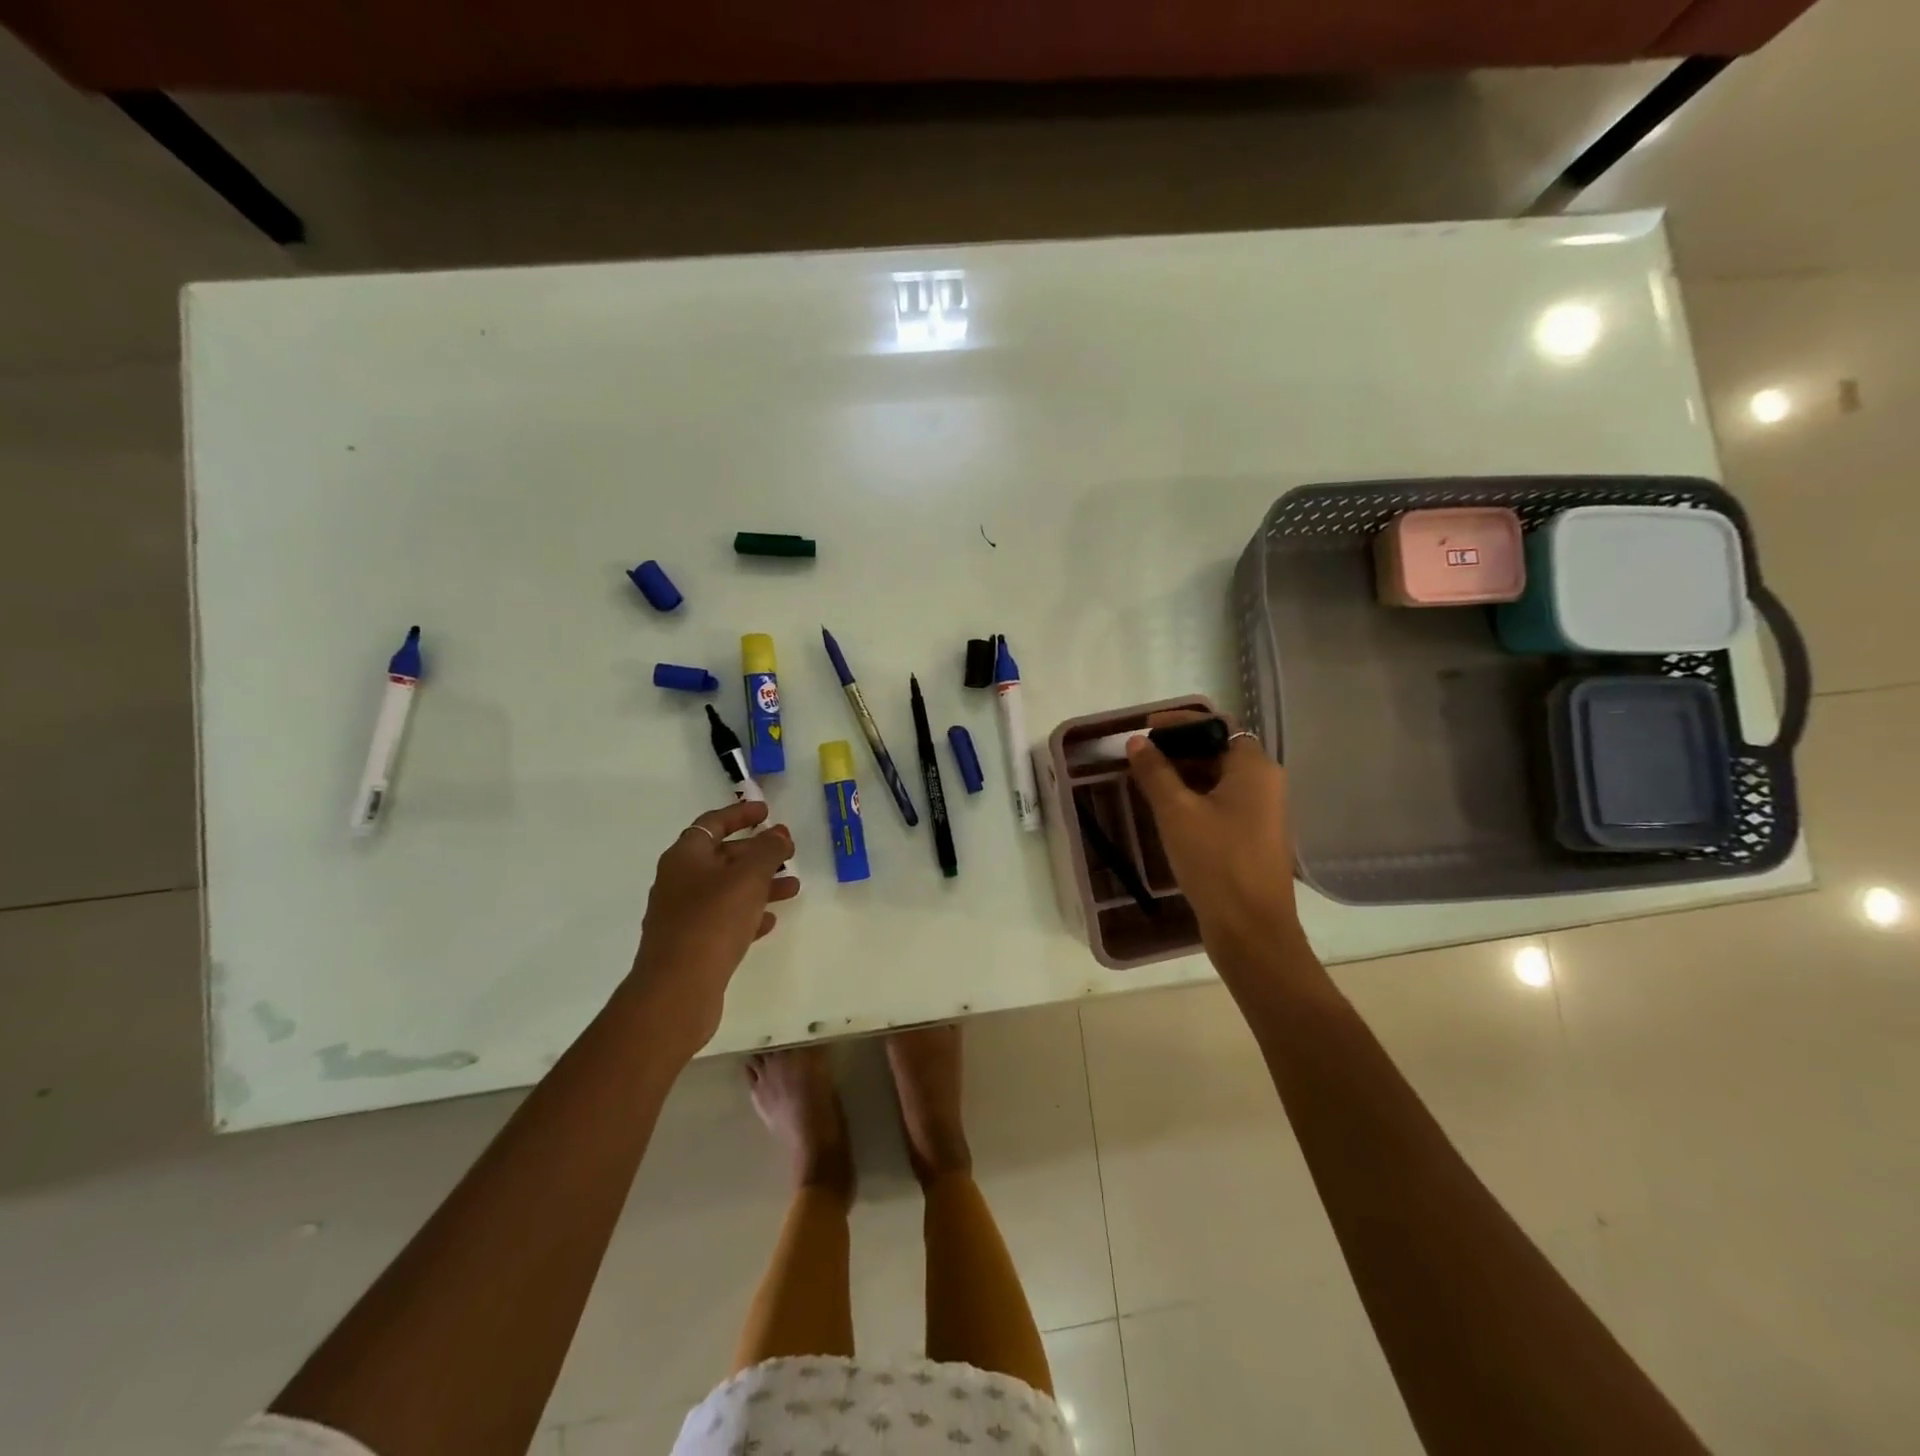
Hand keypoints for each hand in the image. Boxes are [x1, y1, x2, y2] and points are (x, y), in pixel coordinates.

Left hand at [624, 799, 798, 1057]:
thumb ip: (768, 851)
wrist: (677, 989)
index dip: (740, 814)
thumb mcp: (748, 877)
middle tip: (788, 852)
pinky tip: (770, 921)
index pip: (713, 823)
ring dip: (759, 885)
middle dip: (756, 852)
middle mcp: (679, 881)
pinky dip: (748, 914)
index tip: (767, 813)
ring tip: (793, 888)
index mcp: (685, 857)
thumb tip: (779, 834)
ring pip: (726, 890)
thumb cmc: (712, 921)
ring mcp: (682, 915)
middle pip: (721, 857)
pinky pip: (724, 920)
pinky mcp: (691, 945)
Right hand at [1126, 711, 1300, 960]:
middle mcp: (1265, 784)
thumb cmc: (1215, 862)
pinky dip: (1195, 799)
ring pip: (1219, 780)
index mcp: (1254, 768)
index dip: (1182, 722)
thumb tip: (1136, 742)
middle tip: (1141, 758)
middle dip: (1179, 750)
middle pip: (1219, 751)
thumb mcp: (1176, 812)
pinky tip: (1168, 813)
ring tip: (1147, 783)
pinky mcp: (1254, 838)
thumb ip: (1155, 772)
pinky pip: (1222, 804)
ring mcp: (1263, 813)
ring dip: (1184, 776)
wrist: (1251, 930)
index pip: (1218, 726)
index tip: (1147, 728)